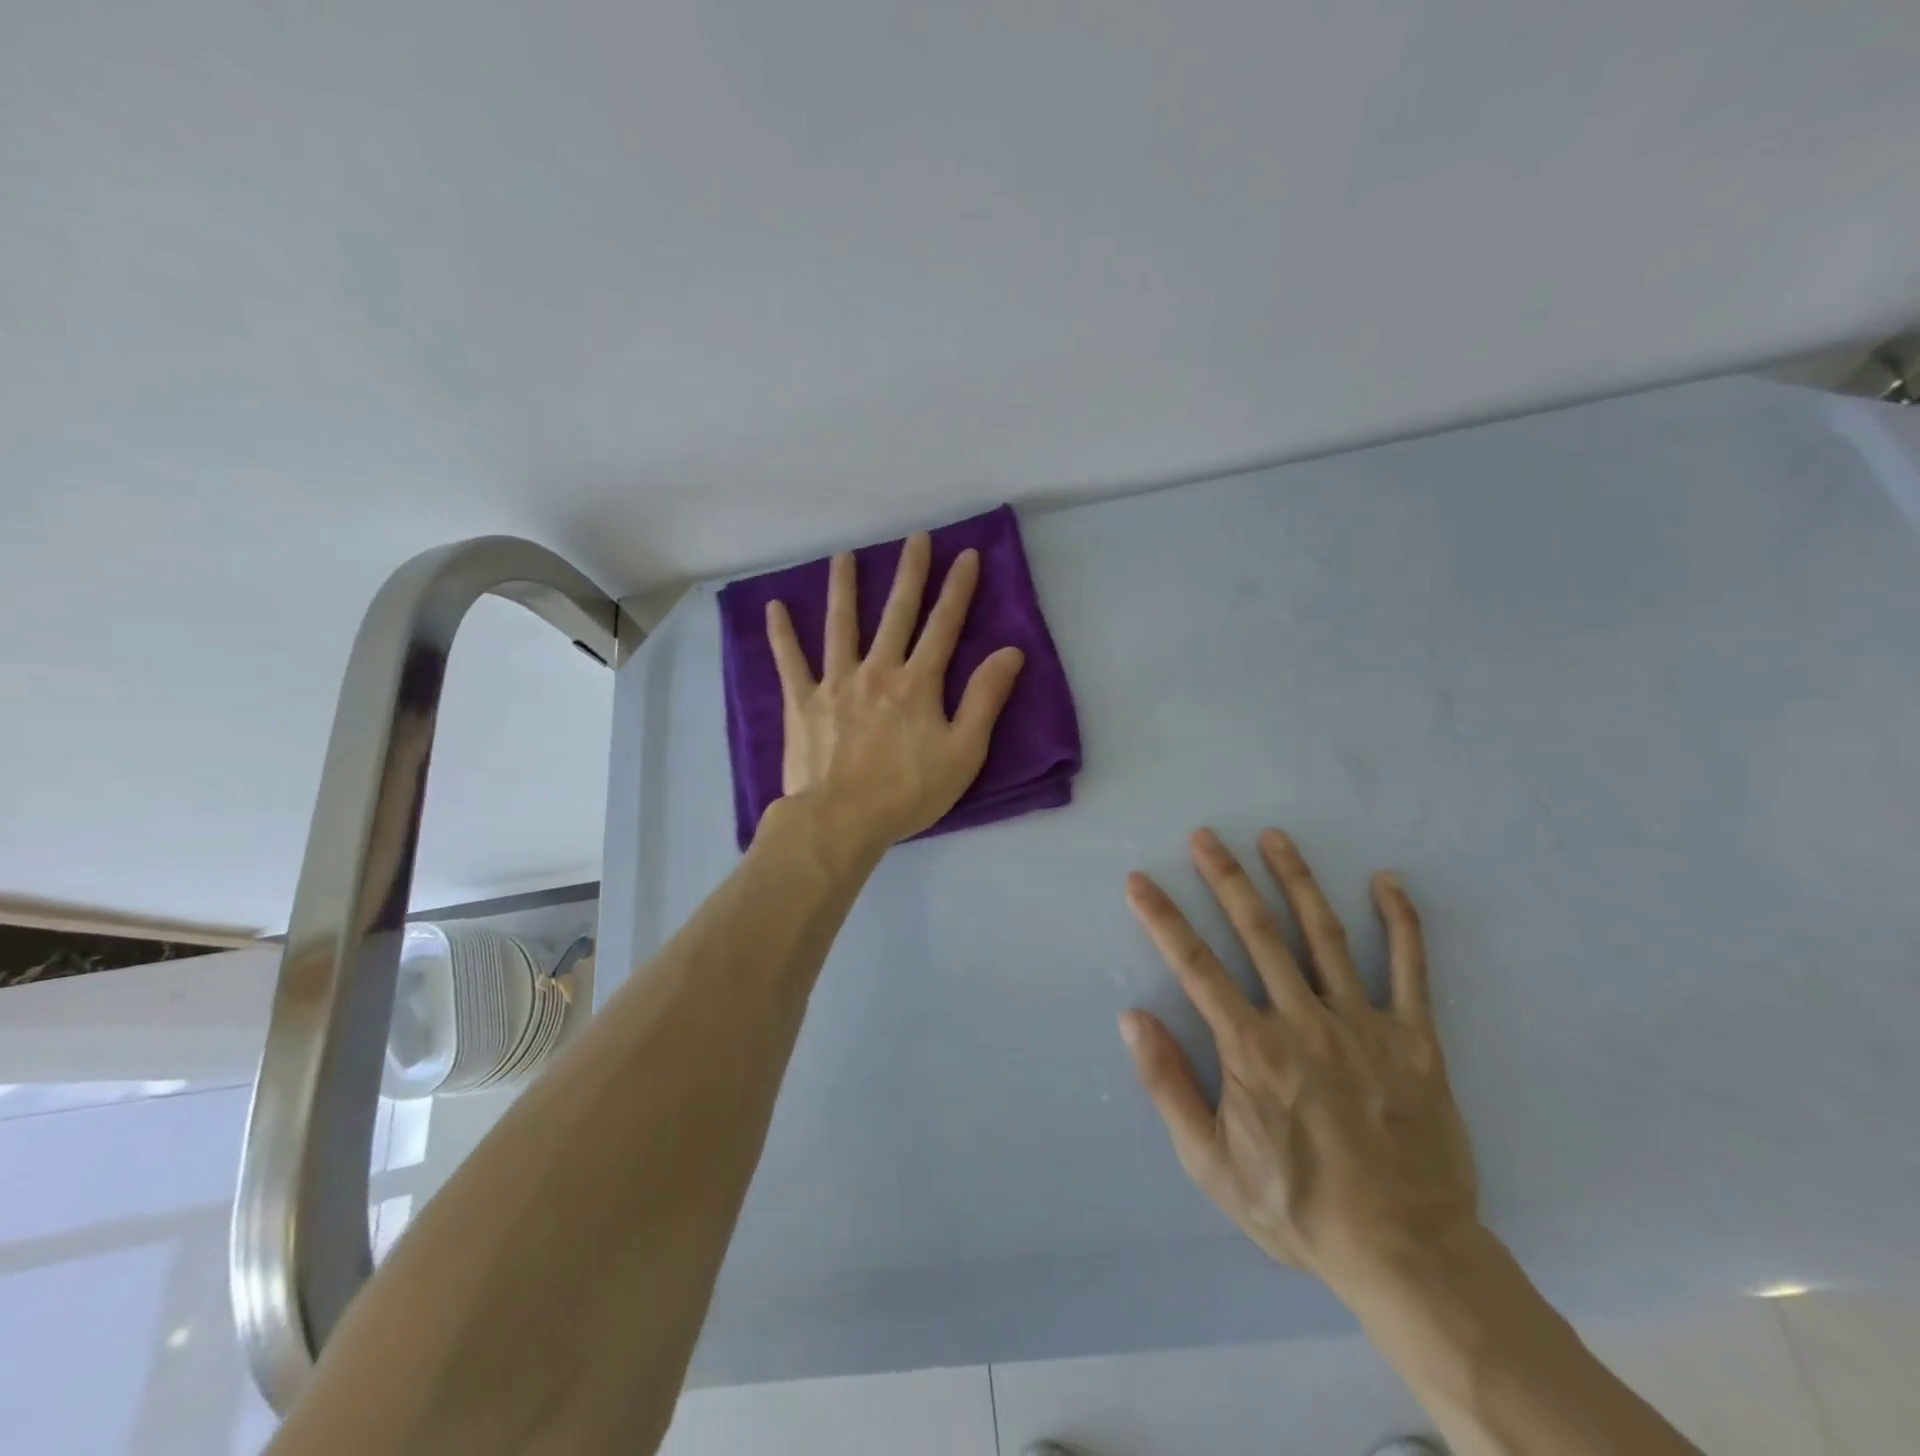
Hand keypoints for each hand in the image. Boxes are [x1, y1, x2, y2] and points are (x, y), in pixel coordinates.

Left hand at [766, 532, 1024, 852]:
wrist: (840, 821)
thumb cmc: (907, 792)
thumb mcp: (963, 752)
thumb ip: (985, 699)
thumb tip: (1010, 652)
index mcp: (918, 683)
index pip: (944, 626)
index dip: (958, 590)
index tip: (966, 555)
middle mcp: (877, 671)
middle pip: (897, 614)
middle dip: (910, 573)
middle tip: (916, 538)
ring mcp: (836, 683)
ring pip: (841, 626)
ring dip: (844, 589)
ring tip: (844, 556)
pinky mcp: (802, 703)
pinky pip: (790, 662)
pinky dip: (781, 635)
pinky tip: (773, 608)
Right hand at [1120, 828, 1478, 1293]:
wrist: (1406, 1253)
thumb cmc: (1297, 1207)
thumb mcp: (1210, 1163)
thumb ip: (1168, 1086)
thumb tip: (1132, 1018)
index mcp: (1251, 1048)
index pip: (1194, 965)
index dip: (1162, 918)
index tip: (1140, 881)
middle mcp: (1303, 1020)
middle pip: (1257, 932)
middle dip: (1226, 878)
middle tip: (1205, 836)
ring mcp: (1363, 1024)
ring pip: (1324, 934)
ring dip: (1295, 880)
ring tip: (1274, 838)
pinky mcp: (1415, 1038)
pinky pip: (1410, 969)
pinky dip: (1400, 922)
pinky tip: (1387, 882)